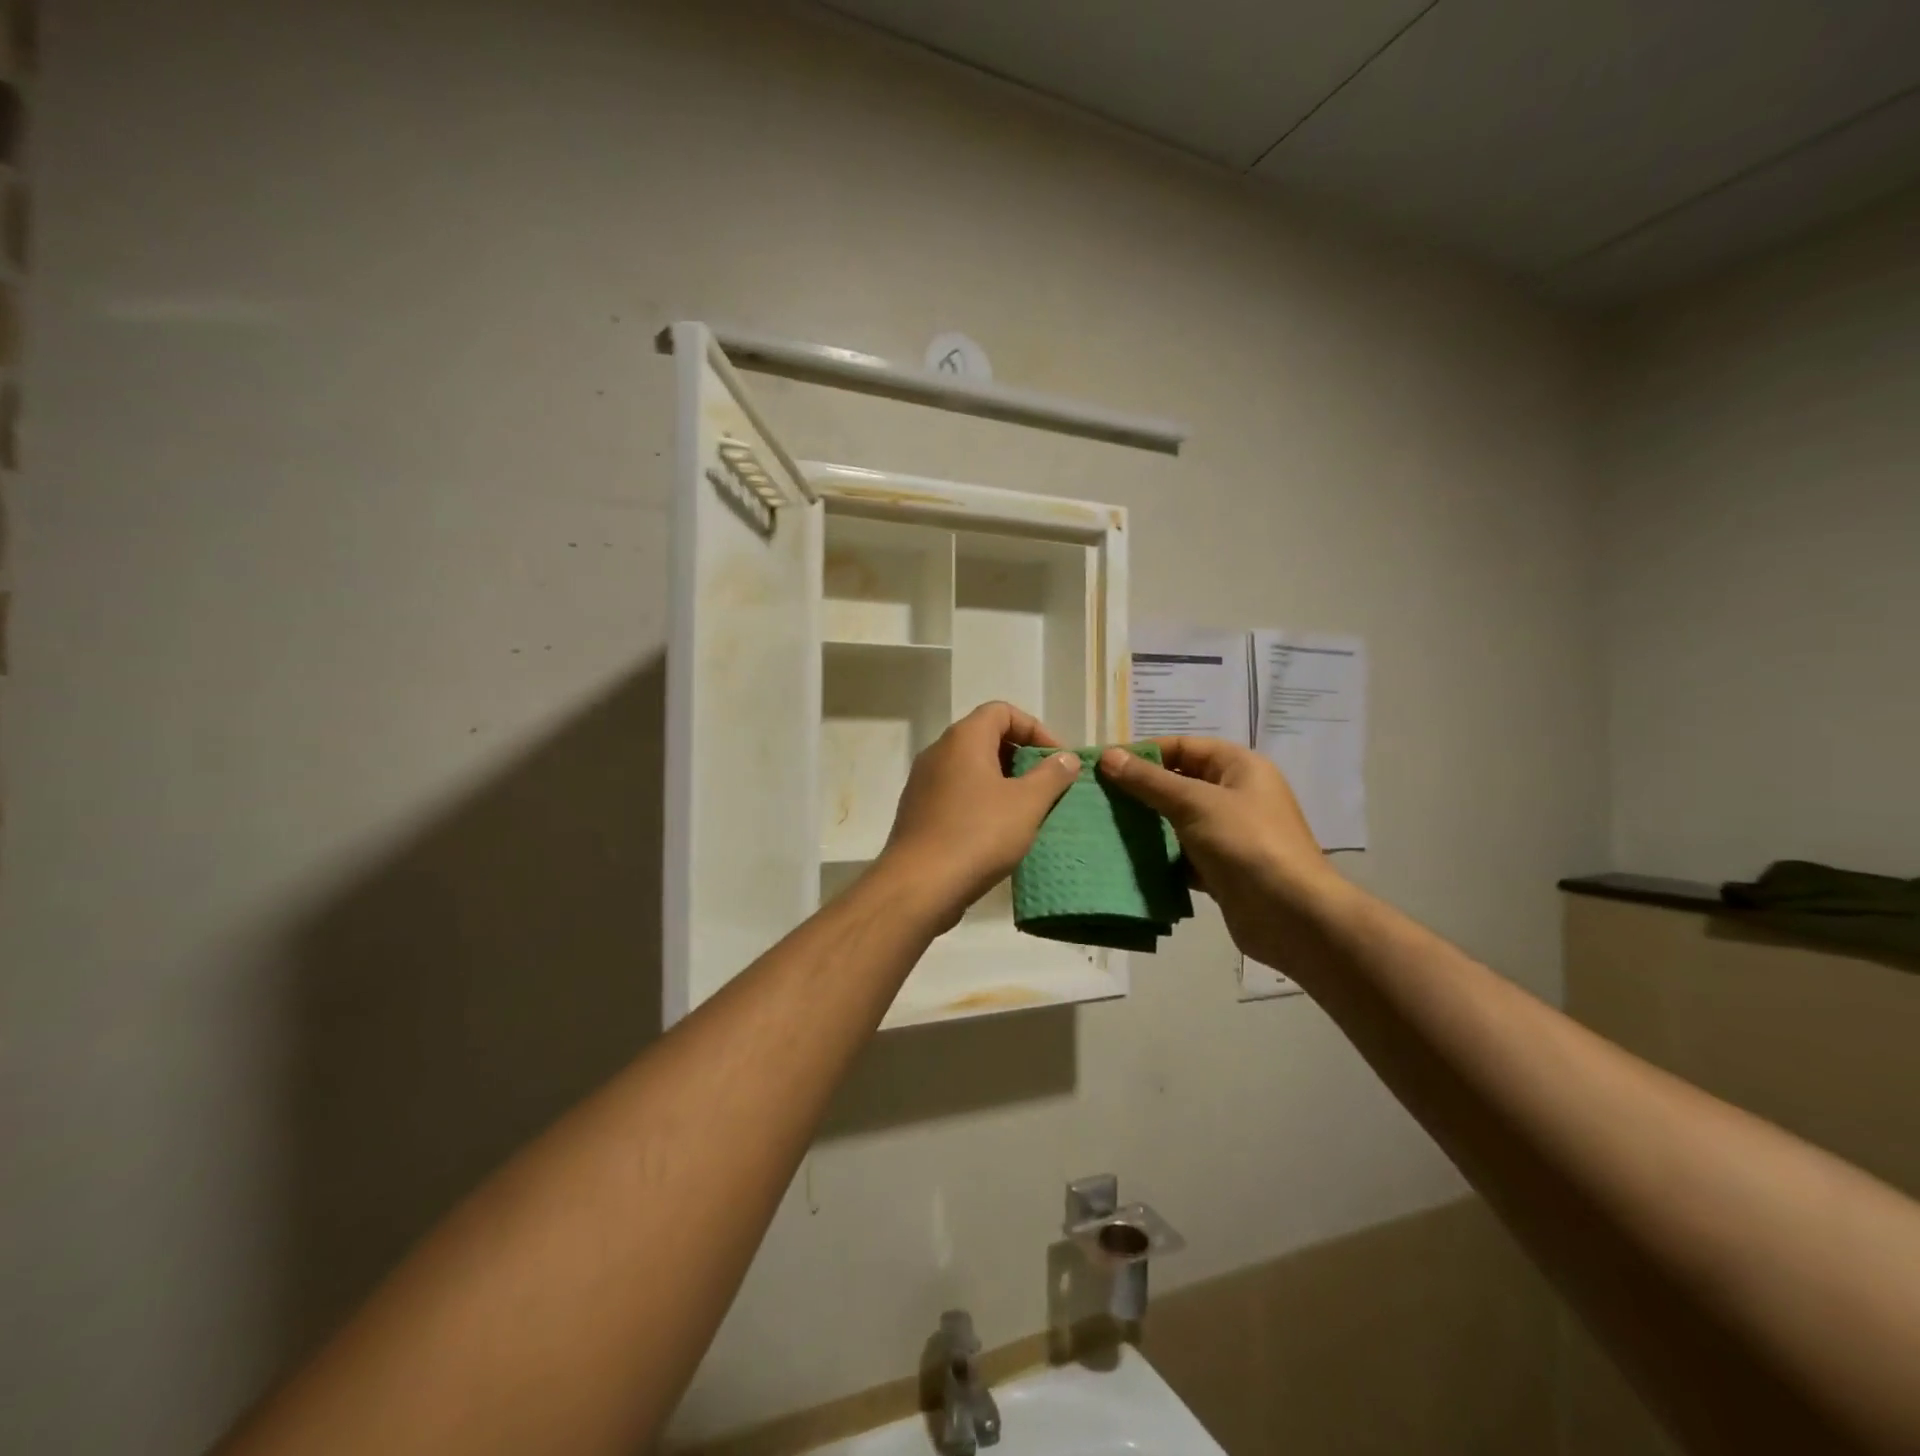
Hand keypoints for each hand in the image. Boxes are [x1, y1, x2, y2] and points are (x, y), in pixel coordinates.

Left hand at [879, 701, 1080, 930]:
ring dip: (1002, 783)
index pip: (1002, 711)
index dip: (1035, 729)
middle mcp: (938, 752)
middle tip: (1047, 786)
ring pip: (971, 769)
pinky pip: (956, 794)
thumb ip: (1051, 775)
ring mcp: (923, 783)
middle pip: (986, 738)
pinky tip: (998, 832)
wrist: (919, 885)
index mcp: (963, 738)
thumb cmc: (978, 835)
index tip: (1057, 760)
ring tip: (1028, 811)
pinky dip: (981, 802)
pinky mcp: (918, 812)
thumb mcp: (1027, 804)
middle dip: (1021, 757)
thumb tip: (1066, 758)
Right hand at [1097, 737, 1337, 957]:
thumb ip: (1149, 780)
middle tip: (1097, 798)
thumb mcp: (1194, 803)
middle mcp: (1236, 795)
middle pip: (1179, 782)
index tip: (1104, 766)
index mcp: (1239, 767)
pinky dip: (1159, 857)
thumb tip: (1108, 756)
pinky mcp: (1221, 868)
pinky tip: (1128, 861)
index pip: (1183, 746)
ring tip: (1104, 827)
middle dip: (1141, 790)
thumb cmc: (1245, 844)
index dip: (1144, 753)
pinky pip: (1182, 854)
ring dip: (1147, 825)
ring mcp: (1230, 834)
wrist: (1291, 916)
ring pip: (1178, 820)